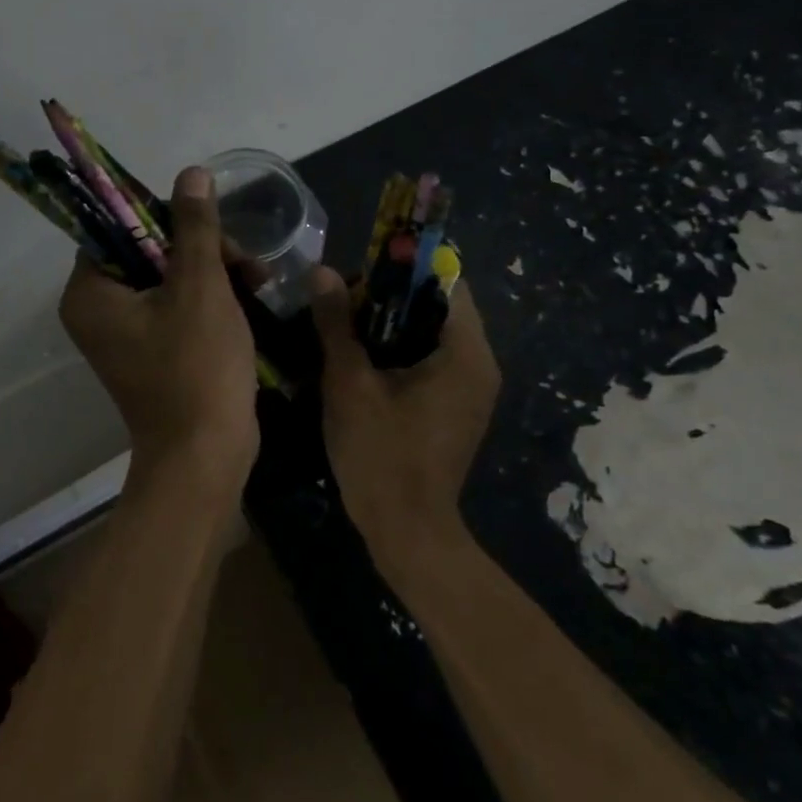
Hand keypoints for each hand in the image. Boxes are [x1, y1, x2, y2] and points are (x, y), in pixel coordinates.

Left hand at [59, 167, 259, 499]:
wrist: (206, 456)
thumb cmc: (197, 367)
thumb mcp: (201, 287)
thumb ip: (195, 226)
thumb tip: (191, 173)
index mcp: (91, 292)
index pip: (118, 227)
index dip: (164, 216)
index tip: (206, 224)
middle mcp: (99, 309)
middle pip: (149, 249)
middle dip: (201, 247)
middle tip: (243, 259)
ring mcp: (127, 333)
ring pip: (171, 275)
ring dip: (214, 269)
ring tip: (258, 277)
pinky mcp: (155, 349)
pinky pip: (178, 305)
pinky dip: (212, 296)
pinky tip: (252, 293)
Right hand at [309, 266, 500, 565]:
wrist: (407, 533)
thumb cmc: (381, 454)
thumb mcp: (350, 382)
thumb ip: (337, 322)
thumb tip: (322, 271)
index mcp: (466, 352)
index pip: (446, 281)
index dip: (403, 268)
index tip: (361, 273)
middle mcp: (480, 364)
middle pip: (438, 305)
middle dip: (390, 297)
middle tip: (344, 302)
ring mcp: (471, 389)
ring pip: (432, 333)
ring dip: (391, 324)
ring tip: (345, 328)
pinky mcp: (457, 408)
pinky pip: (431, 360)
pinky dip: (399, 351)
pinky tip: (361, 360)